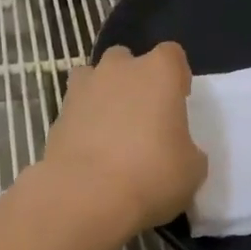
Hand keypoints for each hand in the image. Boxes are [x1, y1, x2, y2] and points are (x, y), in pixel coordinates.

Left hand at [38, 42, 207, 235]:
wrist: (85, 195)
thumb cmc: (151, 174)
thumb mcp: (192, 169)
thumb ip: (188, 149)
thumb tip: (179, 150)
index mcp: (159, 72)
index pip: (172, 54)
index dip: (176, 75)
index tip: (178, 99)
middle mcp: (119, 69)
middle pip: (127, 59)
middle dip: (134, 79)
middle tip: (143, 114)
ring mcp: (83, 88)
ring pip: (93, 77)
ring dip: (103, 94)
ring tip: (111, 128)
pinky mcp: (58, 114)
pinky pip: (75, 108)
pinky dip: (82, 121)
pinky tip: (90, 150)